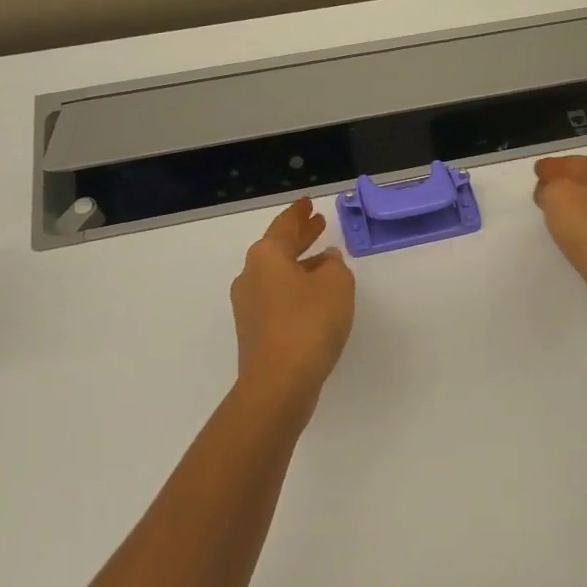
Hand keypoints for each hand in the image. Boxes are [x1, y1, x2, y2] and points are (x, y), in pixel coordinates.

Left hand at [229, 199, 356, 410]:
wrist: (278, 382)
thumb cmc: (309, 322)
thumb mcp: (337, 284)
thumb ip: (335, 265)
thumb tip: (326, 261)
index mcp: (267, 255)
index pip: (285, 225)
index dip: (299, 214)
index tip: (308, 203)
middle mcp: (251, 275)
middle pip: (278, 248)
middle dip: (300, 236)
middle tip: (318, 224)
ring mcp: (249, 305)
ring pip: (278, 274)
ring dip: (300, 264)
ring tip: (325, 260)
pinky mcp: (254, 330)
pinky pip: (277, 297)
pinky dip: (295, 288)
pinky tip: (315, 296)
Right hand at [532, 156, 586, 323]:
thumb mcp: (558, 196)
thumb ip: (550, 186)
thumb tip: (552, 191)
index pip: (577, 162)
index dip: (553, 166)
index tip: (537, 172)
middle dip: (566, 186)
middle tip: (542, 194)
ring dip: (576, 210)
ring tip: (553, 216)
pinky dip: (586, 230)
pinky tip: (573, 239)